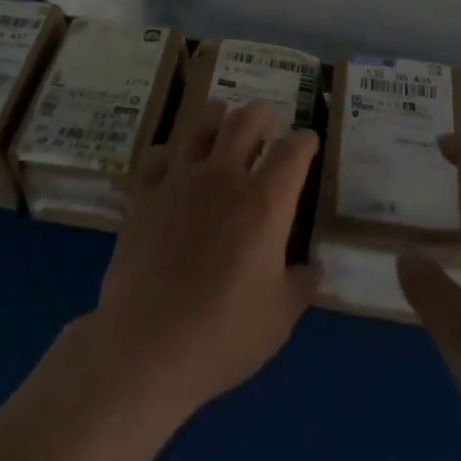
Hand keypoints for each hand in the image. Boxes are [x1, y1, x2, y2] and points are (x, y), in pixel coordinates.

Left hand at [85, 99, 319, 420]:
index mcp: (266, 202)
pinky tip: (172, 160)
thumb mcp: (279, 318)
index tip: (308, 142)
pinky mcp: (145, 195)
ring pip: (201, 127)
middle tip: (267, 119)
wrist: (147, 346)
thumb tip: (315, 267)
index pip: (293, 152)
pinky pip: (158, 157)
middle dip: (262, 114)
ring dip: (217, 116)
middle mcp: (225, 177)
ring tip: (222, 114)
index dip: (304, 142)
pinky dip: (170, 153)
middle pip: (246, 121)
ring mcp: (181, 180)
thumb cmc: (224, 334)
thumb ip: (301, 284)